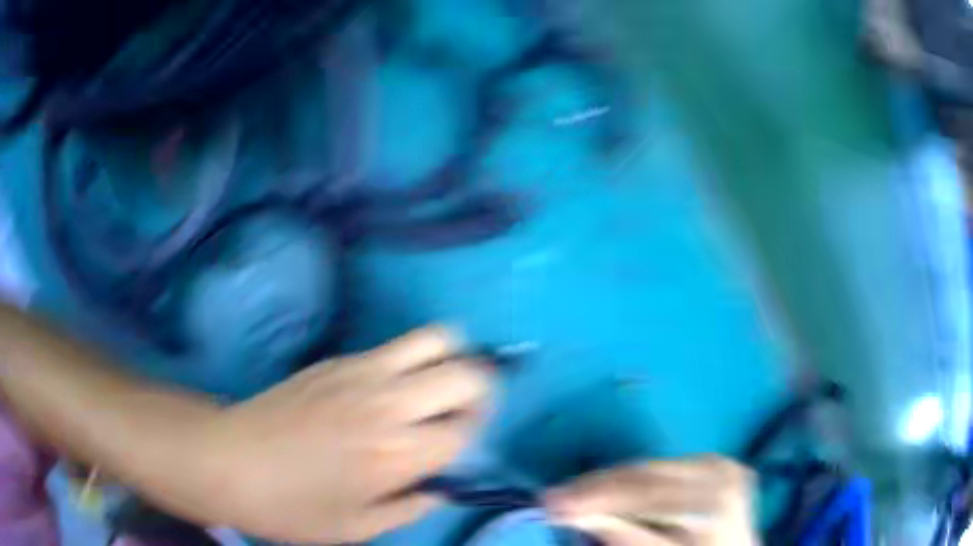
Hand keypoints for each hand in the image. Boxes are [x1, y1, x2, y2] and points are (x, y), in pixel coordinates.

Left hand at [204, 326, 491, 542]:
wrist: (229, 459)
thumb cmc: (291, 506)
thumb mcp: (356, 528)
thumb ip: (410, 508)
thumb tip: (440, 489)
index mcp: (397, 454)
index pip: (468, 428)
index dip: (474, 435)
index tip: (460, 446)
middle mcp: (389, 404)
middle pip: (466, 375)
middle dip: (480, 391)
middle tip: (463, 411)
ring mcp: (362, 372)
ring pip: (435, 340)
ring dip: (451, 360)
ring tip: (438, 384)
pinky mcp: (338, 359)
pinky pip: (395, 346)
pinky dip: (412, 360)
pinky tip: (390, 387)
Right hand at [545, 456, 758, 545]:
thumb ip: (626, 536)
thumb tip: (580, 515)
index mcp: (714, 499)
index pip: (642, 492)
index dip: (593, 497)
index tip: (550, 503)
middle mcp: (720, 472)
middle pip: (644, 475)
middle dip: (595, 487)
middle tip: (552, 497)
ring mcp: (720, 463)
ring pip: (650, 468)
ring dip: (609, 482)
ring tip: (572, 494)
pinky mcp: (715, 463)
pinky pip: (663, 468)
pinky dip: (632, 481)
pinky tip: (608, 490)